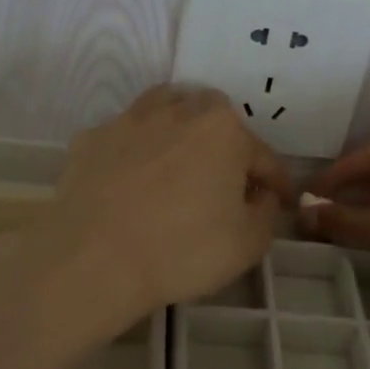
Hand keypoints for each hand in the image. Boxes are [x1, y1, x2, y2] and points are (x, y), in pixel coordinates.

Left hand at [0, 86, 292, 347]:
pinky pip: (124, 138)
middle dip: (227, 145)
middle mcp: (177, 110)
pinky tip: (131, 181)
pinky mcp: (90, 139)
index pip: (262, 155)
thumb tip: (258, 195)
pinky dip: (135, 153)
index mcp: (223, 129)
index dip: (275, 182)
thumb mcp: (248, 243)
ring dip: (179, 132)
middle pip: (213, 119)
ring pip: (165, 112)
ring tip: (180, 164)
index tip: (279, 202)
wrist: (92, 258)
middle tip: (227, 180)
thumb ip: (265, 212)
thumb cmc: (181, 249)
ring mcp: (128, 120)